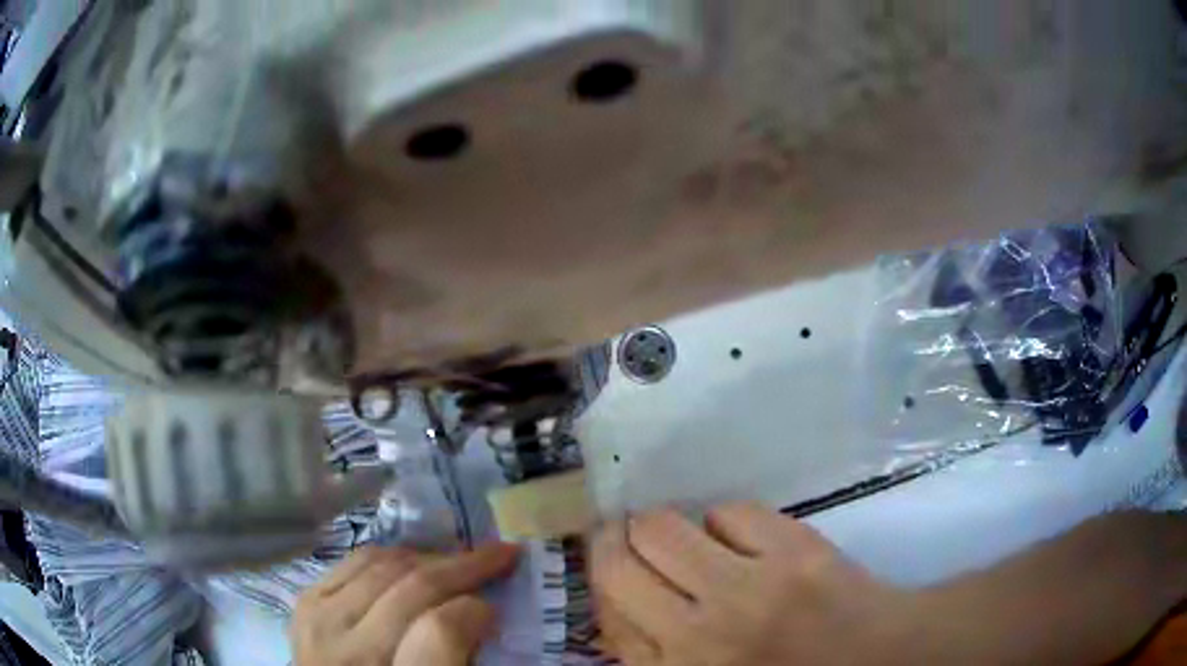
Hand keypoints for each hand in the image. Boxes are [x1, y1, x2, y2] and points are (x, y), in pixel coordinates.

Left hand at [291, 542, 519, 665]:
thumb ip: (455, 657)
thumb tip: (478, 611)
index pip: (439, 633)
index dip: (474, 611)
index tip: (496, 606)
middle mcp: (350, 652)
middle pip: (411, 589)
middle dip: (464, 566)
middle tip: (500, 555)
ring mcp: (321, 622)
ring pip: (384, 566)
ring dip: (429, 555)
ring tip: (459, 558)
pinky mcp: (307, 602)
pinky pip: (354, 561)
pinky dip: (391, 555)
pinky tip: (412, 560)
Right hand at [591, 502, 916, 665]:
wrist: (876, 655)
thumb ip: (652, 651)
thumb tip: (615, 599)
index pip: (606, 609)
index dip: (600, 574)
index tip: (609, 557)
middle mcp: (703, 635)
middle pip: (619, 563)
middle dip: (616, 540)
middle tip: (630, 535)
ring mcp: (751, 588)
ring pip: (663, 526)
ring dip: (667, 526)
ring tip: (688, 537)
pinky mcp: (794, 550)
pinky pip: (729, 511)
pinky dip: (726, 521)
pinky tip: (744, 541)